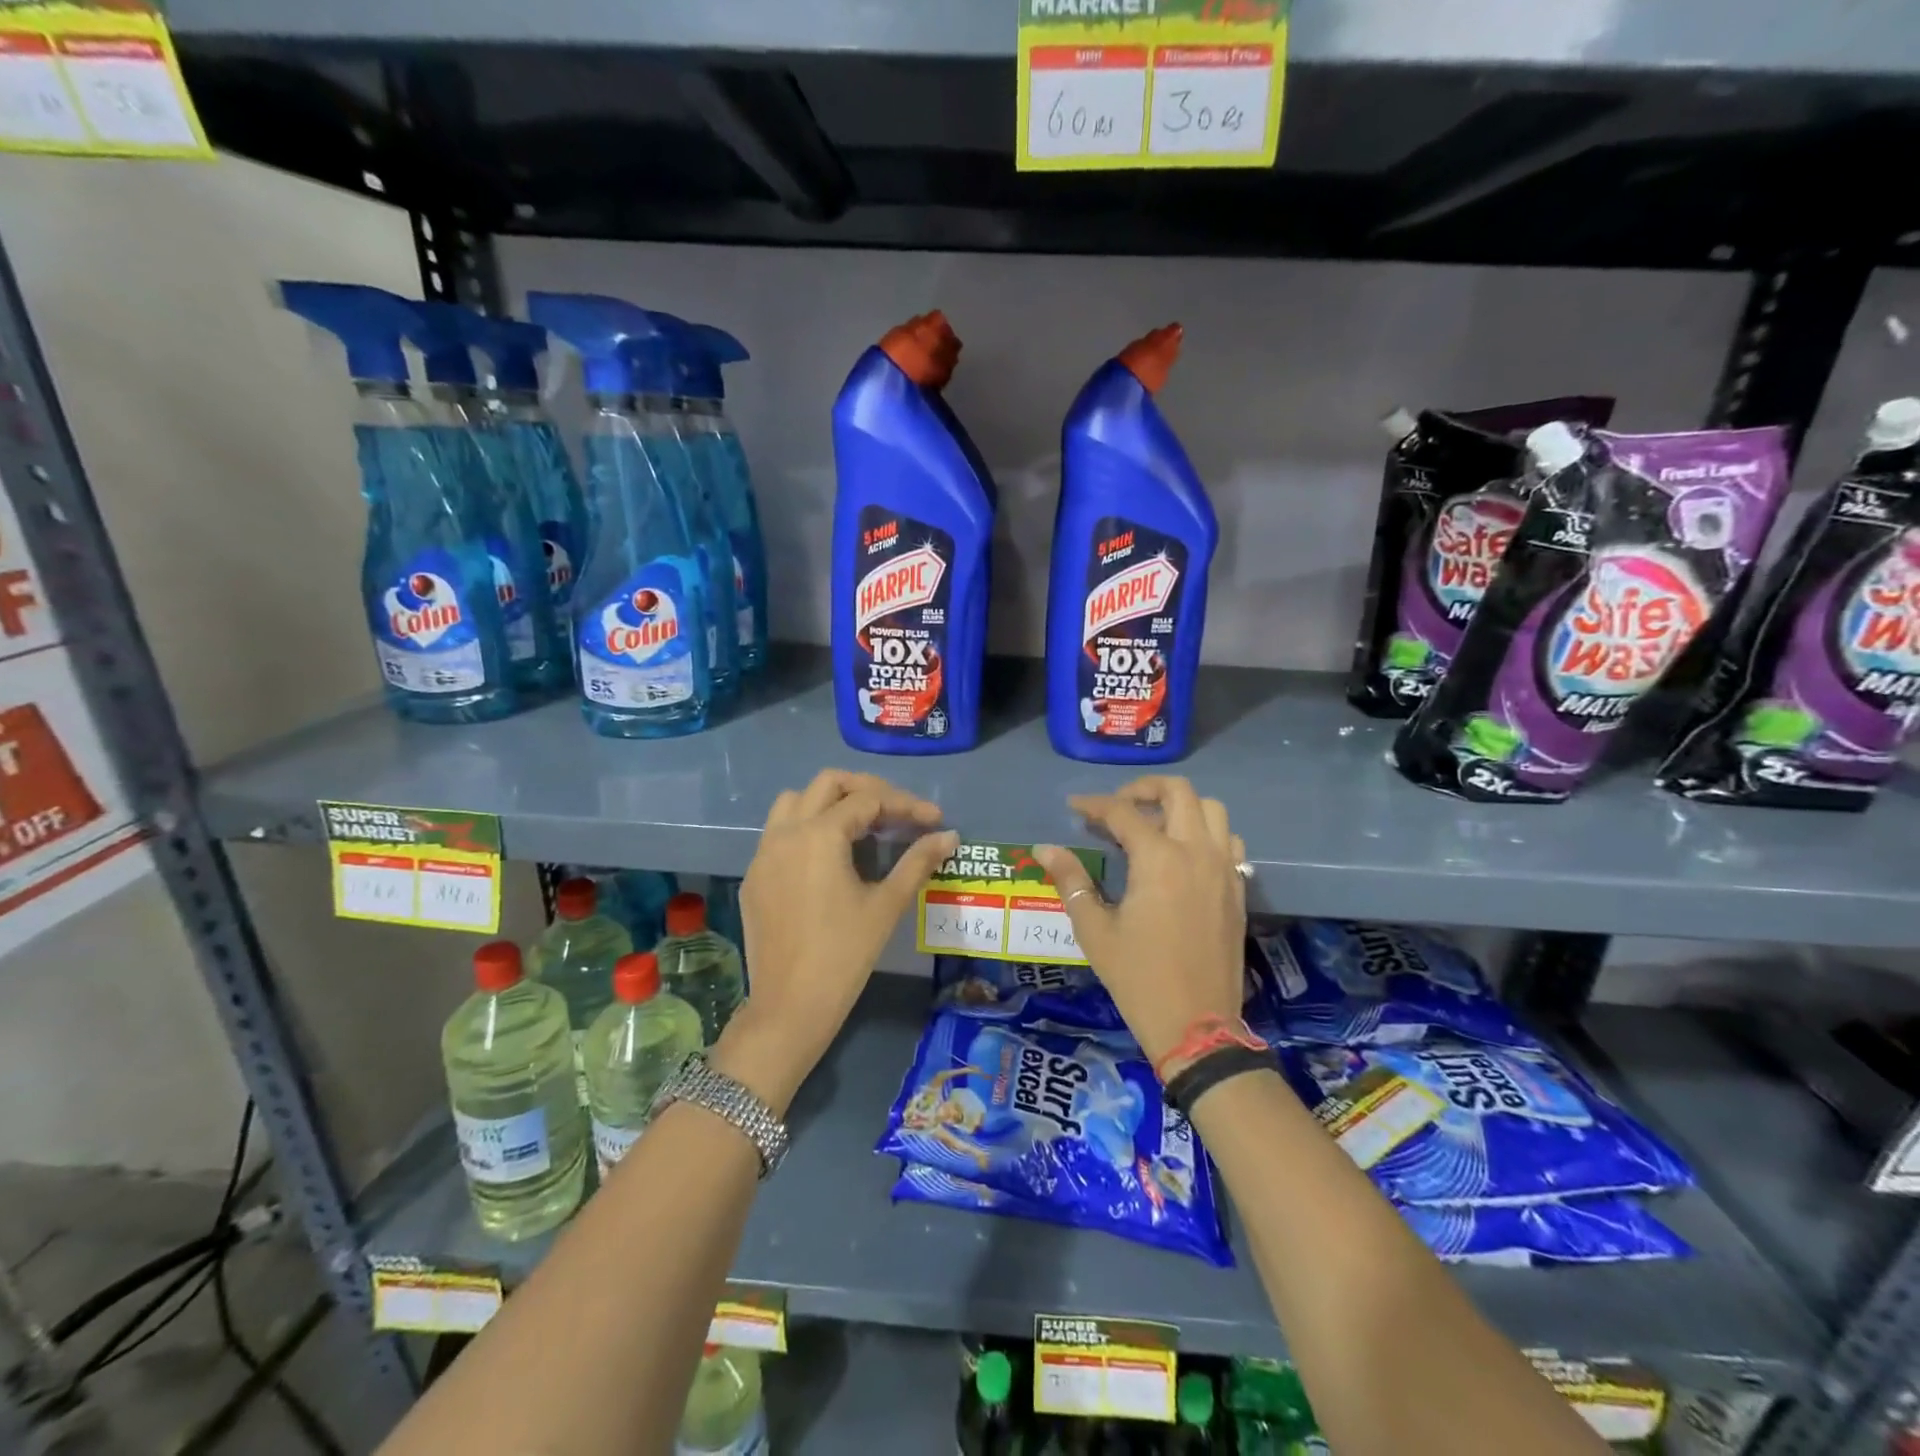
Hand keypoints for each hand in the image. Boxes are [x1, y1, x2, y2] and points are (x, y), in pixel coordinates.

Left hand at [715, 770, 957, 1112]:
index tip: (934, 820)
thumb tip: (949, 836)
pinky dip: (806, 828)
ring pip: (794, 802)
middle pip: (827, 784)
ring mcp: (763, 854)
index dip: (906, 804)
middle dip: (867, 790)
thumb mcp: (887, 905)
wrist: (790, 1006)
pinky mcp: (754, 877)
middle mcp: (785, 833)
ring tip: (861, 825)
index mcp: (819, 835)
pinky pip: (778, 833)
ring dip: (829, 802)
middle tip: (897, 812)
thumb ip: (918, 862)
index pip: (868, 800)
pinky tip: (829, 857)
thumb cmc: (845, 955)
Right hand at [1035, 776, 1246, 1067]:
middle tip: (1117, 807)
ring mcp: (1224, 869)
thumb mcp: (1095, 930)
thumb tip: (1044, 848)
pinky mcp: (1238, 888)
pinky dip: (1206, 833)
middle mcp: (1196, 852)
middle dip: (1143, 789)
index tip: (1074, 808)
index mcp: (1158, 859)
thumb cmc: (1138, 977)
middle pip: (1178, 792)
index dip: (1093, 804)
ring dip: (1180, 807)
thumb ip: (1071, 880)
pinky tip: (1184, 854)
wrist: (1197, 1026)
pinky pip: (1228, 841)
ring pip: (1212, 810)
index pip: (1122, 812)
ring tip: (1153, 826)